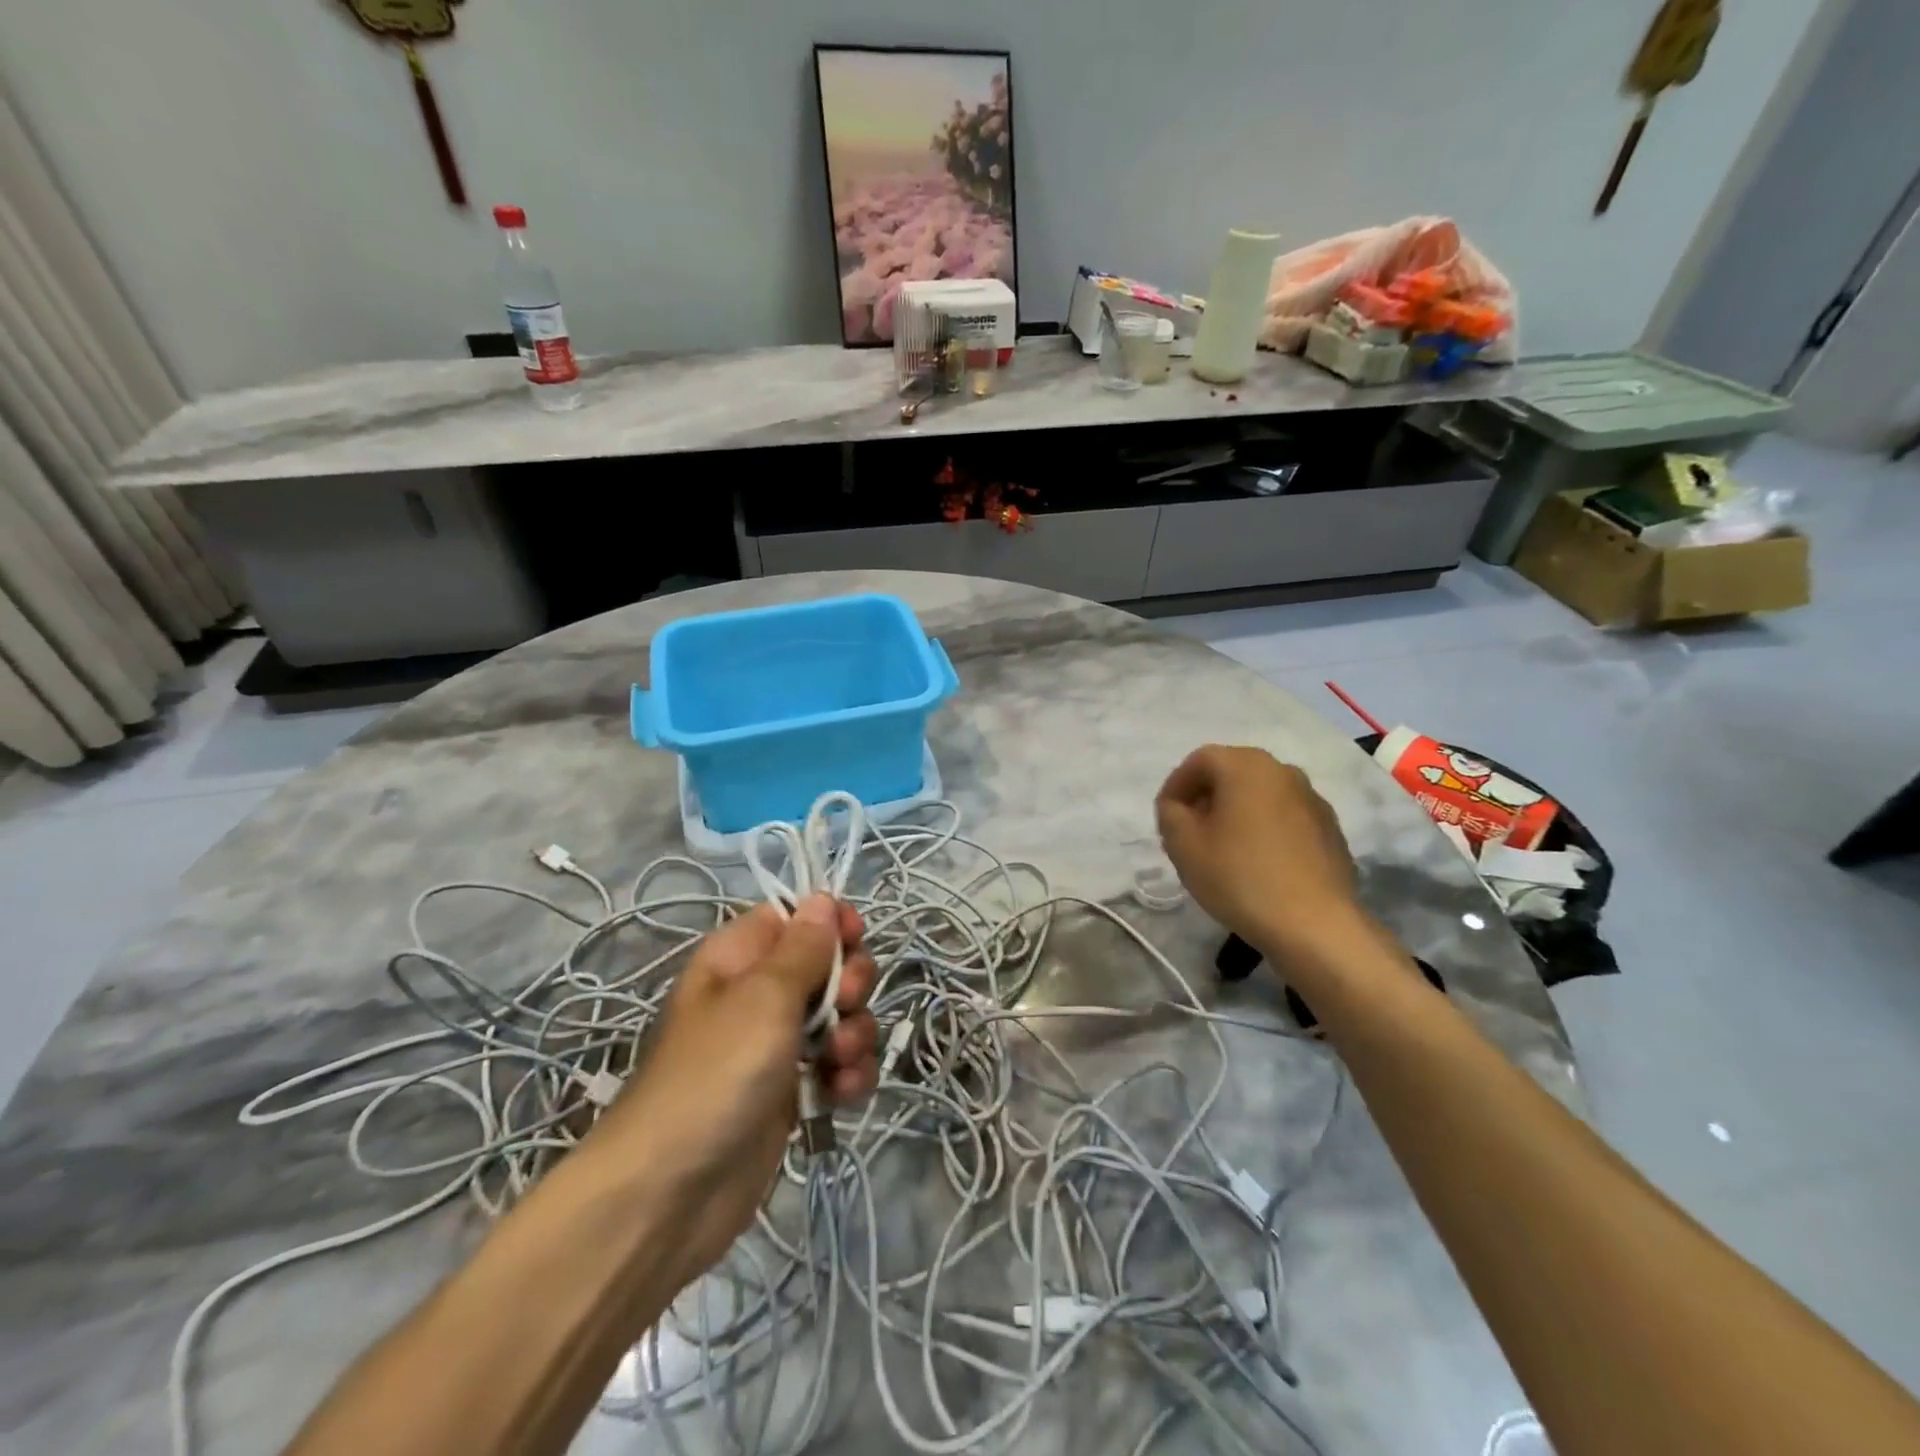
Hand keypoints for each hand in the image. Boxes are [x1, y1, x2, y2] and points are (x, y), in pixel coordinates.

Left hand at [595, 895, 877, 1281]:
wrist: (671, 1194)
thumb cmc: (716, 1073)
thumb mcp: (763, 997)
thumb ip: (803, 947)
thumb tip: (822, 898)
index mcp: (741, 957)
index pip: (797, 915)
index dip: (831, 922)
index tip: (854, 940)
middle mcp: (759, 993)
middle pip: (828, 964)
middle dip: (851, 983)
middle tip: (844, 1006)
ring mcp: (776, 1044)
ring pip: (841, 1017)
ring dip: (855, 1034)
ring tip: (838, 1062)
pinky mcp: (791, 1092)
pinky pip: (838, 1065)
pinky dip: (848, 1076)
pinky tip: (842, 1095)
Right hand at [1155, 745, 1362, 959]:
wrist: (1314, 925)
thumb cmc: (1240, 877)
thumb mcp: (1183, 845)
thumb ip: (1170, 813)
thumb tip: (1178, 805)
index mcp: (1246, 766)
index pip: (1199, 760)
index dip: (1176, 786)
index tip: (1166, 818)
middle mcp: (1283, 771)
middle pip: (1232, 773)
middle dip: (1206, 798)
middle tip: (1190, 832)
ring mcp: (1312, 799)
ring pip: (1260, 795)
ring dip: (1236, 813)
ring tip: (1223, 850)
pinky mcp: (1330, 829)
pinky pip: (1285, 817)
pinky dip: (1264, 829)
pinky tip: (1258, 864)